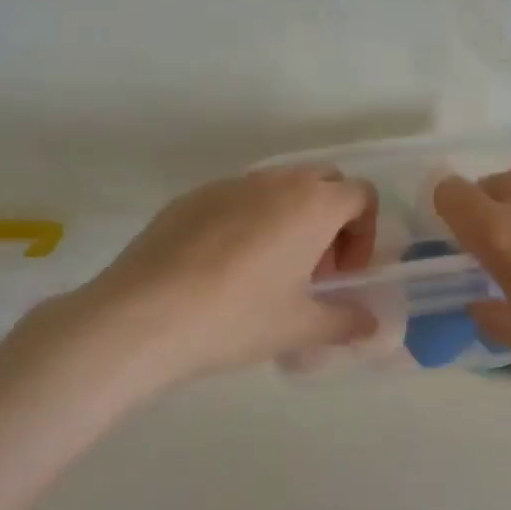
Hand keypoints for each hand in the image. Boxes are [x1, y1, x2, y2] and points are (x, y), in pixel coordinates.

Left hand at [34, 169, 378, 389]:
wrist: (141, 317)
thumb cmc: (237, 318)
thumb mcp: (299, 327)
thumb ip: (345, 321)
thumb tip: (369, 324)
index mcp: (311, 204)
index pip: (361, 195)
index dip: (363, 234)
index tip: (342, 274)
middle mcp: (274, 181)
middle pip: (322, 183)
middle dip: (330, 220)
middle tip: (313, 270)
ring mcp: (228, 185)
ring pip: (276, 189)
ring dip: (289, 220)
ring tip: (268, 272)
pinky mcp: (190, 198)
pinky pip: (236, 199)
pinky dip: (248, 223)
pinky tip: (223, 270)